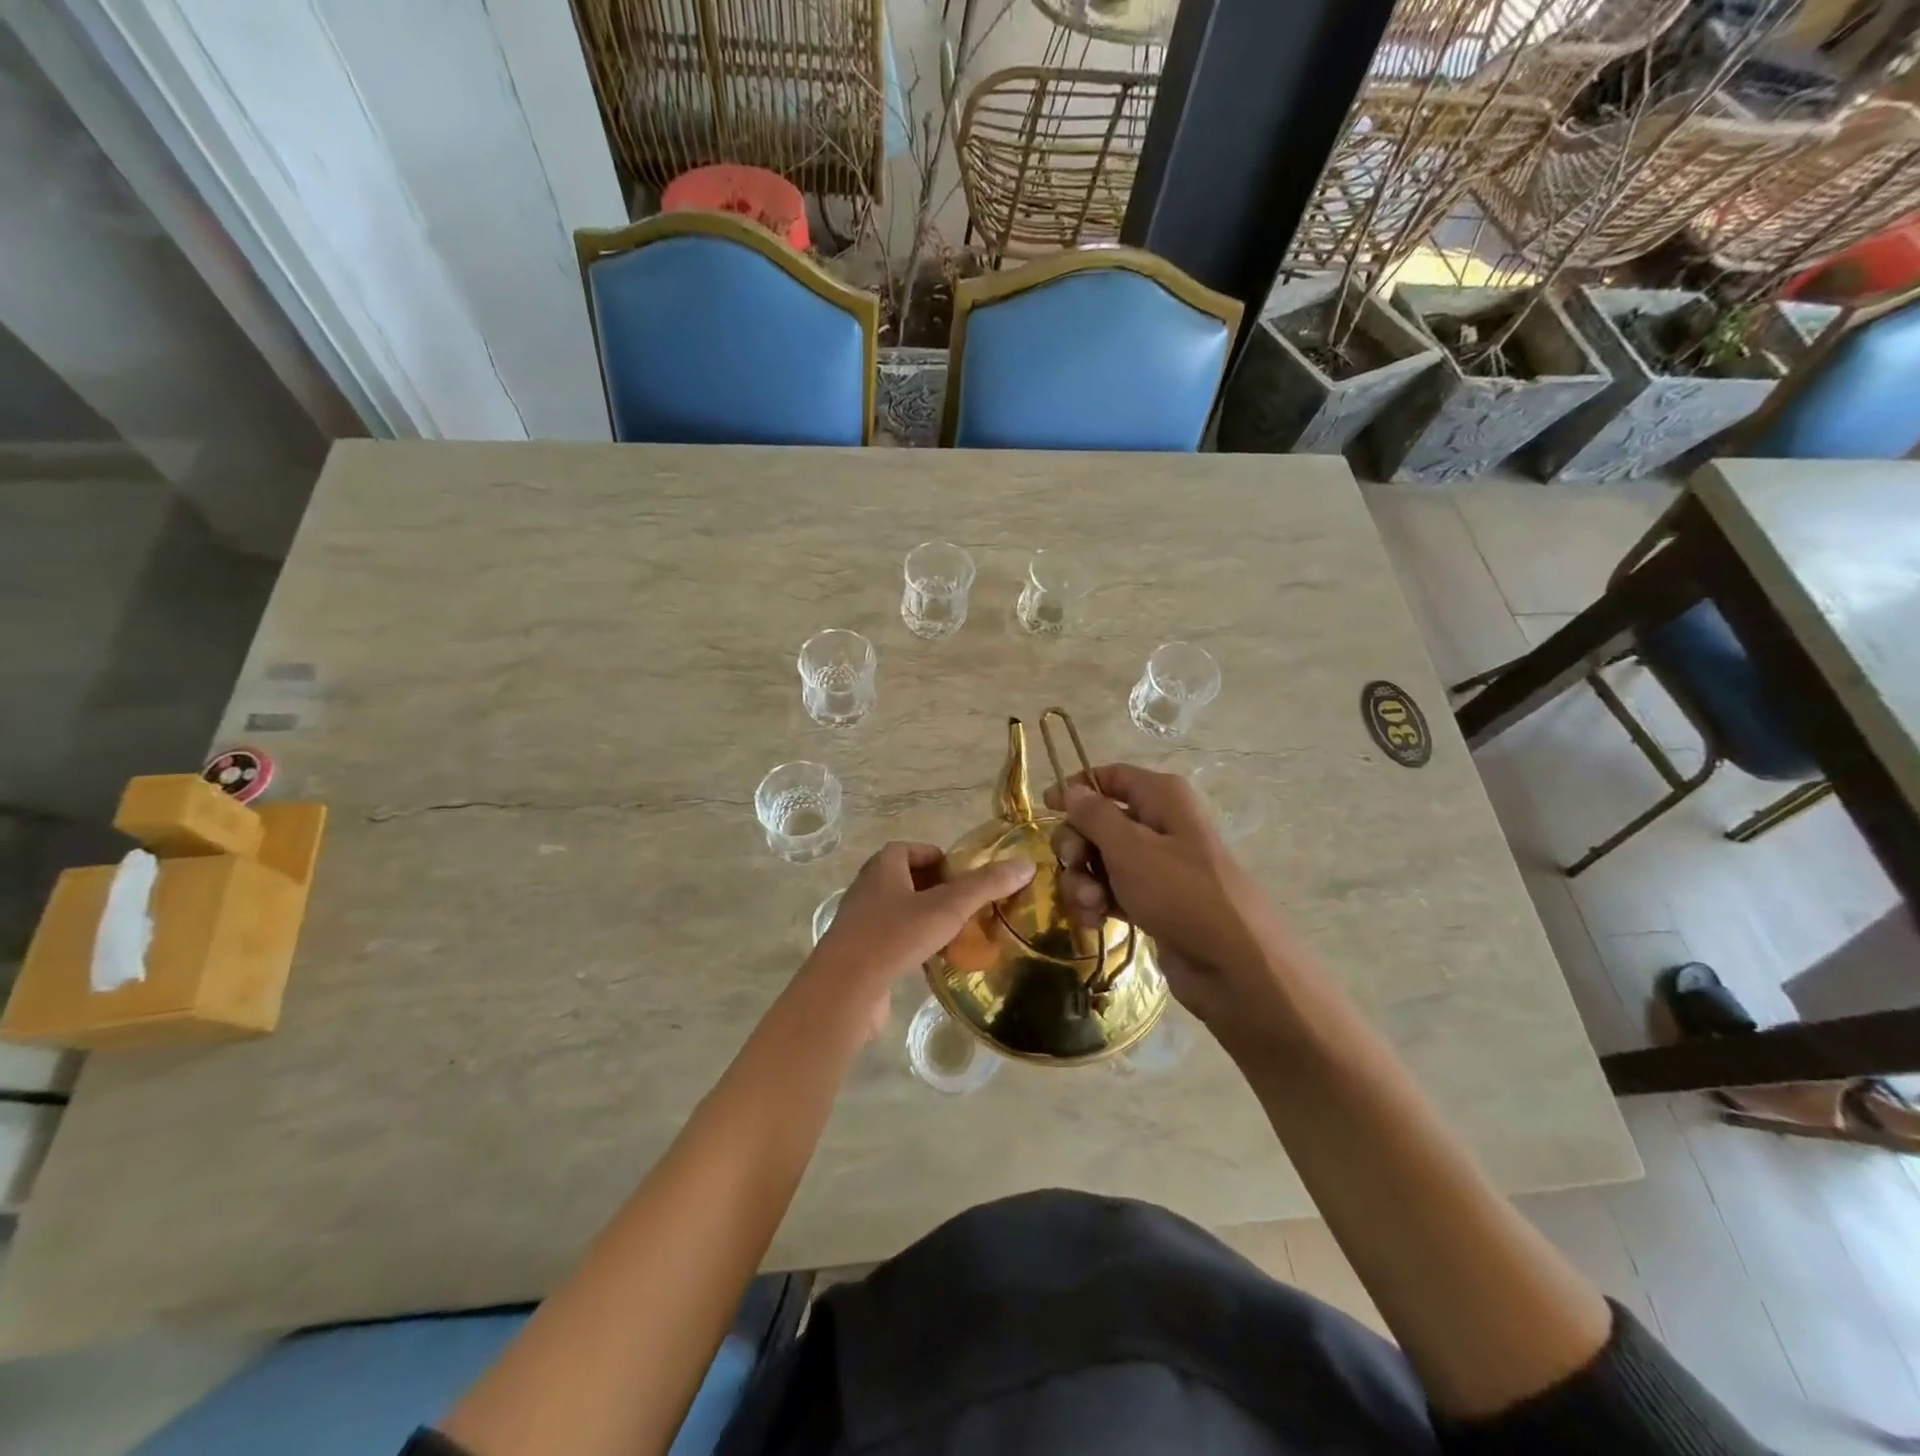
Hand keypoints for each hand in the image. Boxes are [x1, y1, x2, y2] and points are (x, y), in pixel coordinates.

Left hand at [807, 842, 1034, 1038]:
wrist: (844, 989)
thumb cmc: (894, 936)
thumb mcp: (947, 907)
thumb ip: (986, 886)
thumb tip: (1026, 864)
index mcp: (882, 867)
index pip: (910, 849)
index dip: (937, 858)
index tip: (963, 876)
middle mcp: (867, 888)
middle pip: (904, 879)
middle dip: (934, 889)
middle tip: (964, 904)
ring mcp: (859, 923)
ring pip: (897, 911)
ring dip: (923, 918)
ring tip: (955, 933)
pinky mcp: (858, 955)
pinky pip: (890, 940)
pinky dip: (911, 944)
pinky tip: (932, 961)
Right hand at [1044, 764, 1300, 1026]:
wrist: (1234, 965)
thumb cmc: (1180, 893)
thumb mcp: (1129, 847)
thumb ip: (1094, 815)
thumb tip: (1072, 789)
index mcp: (1162, 797)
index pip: (1111, 776)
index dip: (1077, 788)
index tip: (1047, 808)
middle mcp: (1160, 824)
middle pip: (1098, 821)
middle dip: (1077, 845)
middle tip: (1074, 865)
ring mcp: (1157, 865)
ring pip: (1100, 860)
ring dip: (1084, 880)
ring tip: (1091, 906)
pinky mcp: (1153, 901)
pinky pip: (1112, 890)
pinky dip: (1098, 903)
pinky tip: (1096, 921)